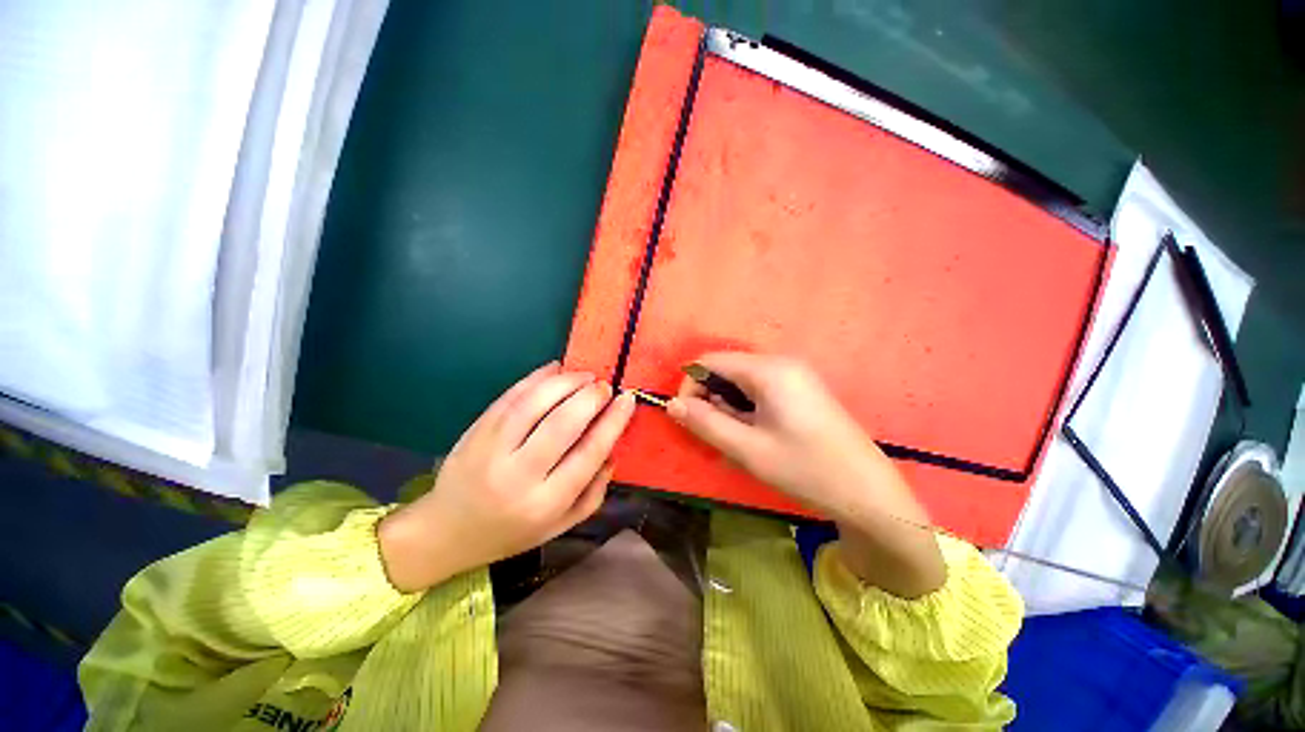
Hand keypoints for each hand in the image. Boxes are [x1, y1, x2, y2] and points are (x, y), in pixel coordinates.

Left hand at [379, 362, 636, 592]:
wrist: (447, 532)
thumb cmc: (512, 531)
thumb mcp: (560, 525)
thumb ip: (593, 494)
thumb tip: (612, 453)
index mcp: (545, 503)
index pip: (588, 454)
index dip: (612, 422)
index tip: (626, 399)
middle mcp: (518, 476)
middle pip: (561, 425)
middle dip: (589, 398)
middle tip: (604, 385)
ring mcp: (491, 450)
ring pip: (533, 404)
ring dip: (564, 382)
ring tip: (584, 375)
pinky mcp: (475, 431)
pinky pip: (509, 398)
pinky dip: (535, 378)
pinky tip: (554, 370)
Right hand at [668, 352, 944, 596]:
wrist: (869, 493)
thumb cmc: (806, 469)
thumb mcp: (747, 449)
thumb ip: (705, 423)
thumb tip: (671, 405)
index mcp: (768, 370)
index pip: (710, 361)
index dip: (690, 385)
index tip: (686, 417)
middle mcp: (781, 362)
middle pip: (726, 368)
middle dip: (710, 397)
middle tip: (716, 433)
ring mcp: (795, 374)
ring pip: (741, 380)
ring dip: (728, 404)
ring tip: (738, 437)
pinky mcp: (802, 388)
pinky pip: (760, 388)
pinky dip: (746, 406)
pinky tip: (755, 432)